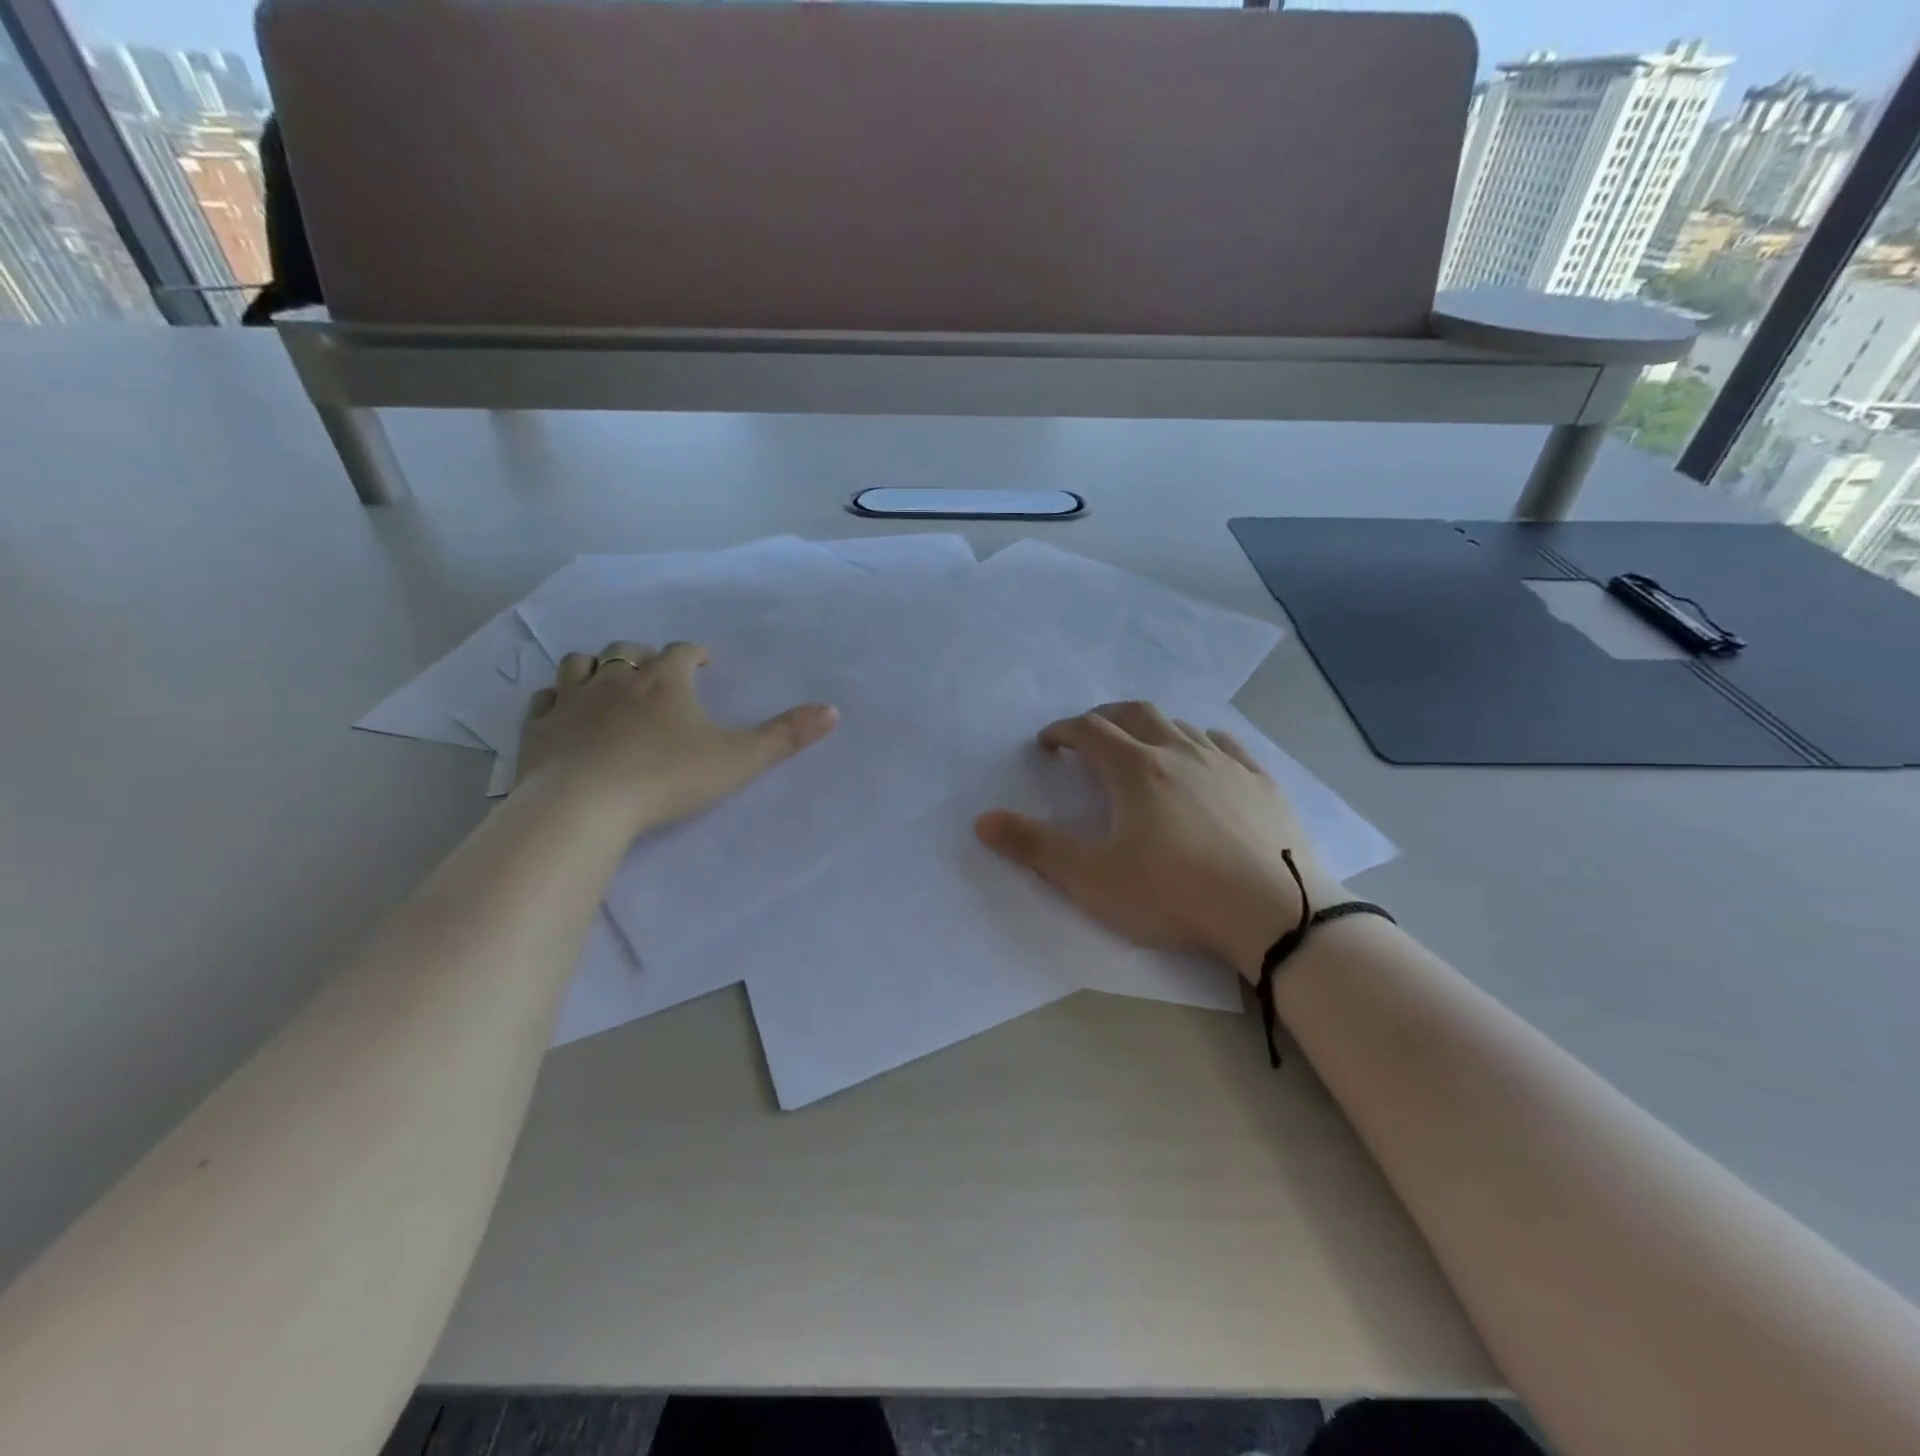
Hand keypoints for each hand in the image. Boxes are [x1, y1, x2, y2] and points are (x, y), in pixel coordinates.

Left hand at [517, 640, 837, 836]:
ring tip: (609, 680)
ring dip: (597, 665)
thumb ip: (785, 736)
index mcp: (665, 681)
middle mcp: (617, 679)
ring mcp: (572, 701)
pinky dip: (556, 697)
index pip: (682, 651)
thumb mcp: (738, 759)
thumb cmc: (666, 778)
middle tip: (658, 672)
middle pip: (629, 650)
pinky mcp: (539, 728)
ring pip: (580, 663)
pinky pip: (544, 698)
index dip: (695, 653)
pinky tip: (563, 709)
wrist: (584, 806)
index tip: (704, 662)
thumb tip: (833, 710)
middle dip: (646, 655)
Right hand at [975, 702, 1345, 981]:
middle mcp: (1179, 752)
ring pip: (1180, 725)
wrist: (1274, 912)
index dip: (1062, 731)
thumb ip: (1035, 847)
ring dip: (1151, 727)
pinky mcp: (1262, 782)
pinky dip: (1200, 741)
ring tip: (1141, 747)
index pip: (1088, 731)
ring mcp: (1226, 763)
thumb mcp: (1092, 878)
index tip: (1048, 743)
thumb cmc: (1174, 894)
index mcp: (1135, 769)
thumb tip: (983, 820)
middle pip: (1134, 714)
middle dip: (1105, 718)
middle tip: (1090, 735)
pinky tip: (1202, 758)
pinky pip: (1225, 744)